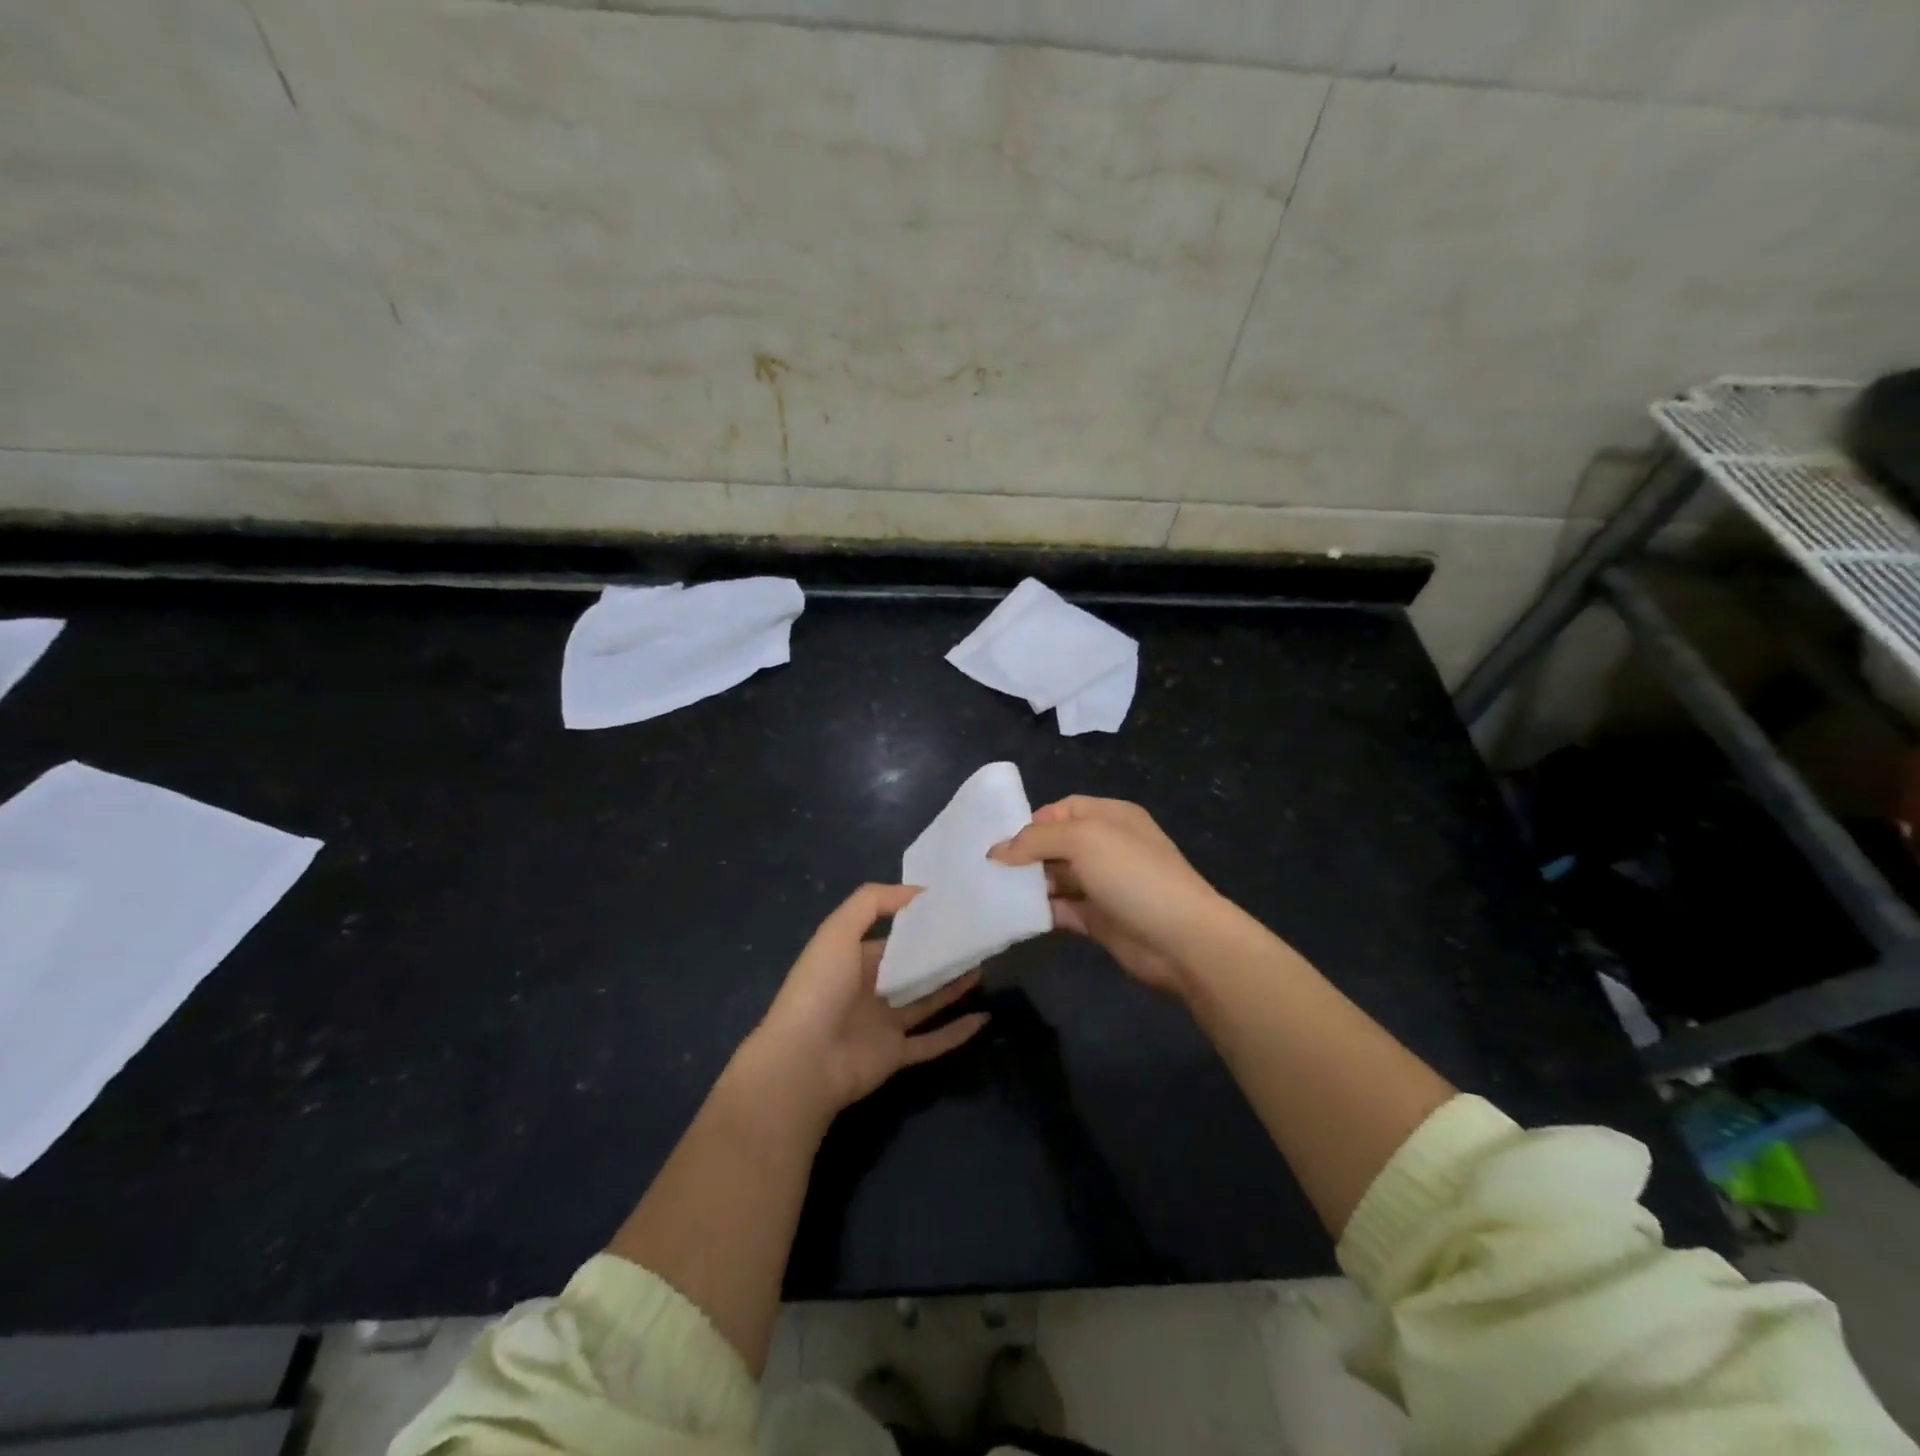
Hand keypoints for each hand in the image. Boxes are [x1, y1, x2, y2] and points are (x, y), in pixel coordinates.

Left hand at [747, 883, 989, 1121]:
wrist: (804, 1060)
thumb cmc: (821, 988)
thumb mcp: (838, 930)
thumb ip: (873, 902)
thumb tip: (917, 890)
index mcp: (851, 960)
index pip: (890, 938)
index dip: (916, 924)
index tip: (950, 909)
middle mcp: (868, 991)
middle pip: (911, 969)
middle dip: (939, 954)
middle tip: (974, 938)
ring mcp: (882, 1025)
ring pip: (926, 1001)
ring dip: (953, 987)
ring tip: (982, 966)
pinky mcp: (895, 1055)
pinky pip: (932, 1042)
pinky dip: (957, 1032)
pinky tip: (983, 1017)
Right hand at [990, 796, 1235, 998]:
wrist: (1181, 938)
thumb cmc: (1132, 874)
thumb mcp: (1082, 840)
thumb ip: (1035, 840)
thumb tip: (996, 851)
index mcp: (1110, 816)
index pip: (1062, 809)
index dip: (1032, 822)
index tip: (1001, 842)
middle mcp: (1107, 846)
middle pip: (1056, 844)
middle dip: (1025, 855)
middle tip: (989, 869)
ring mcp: (1104, 884)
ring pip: (1056, 878)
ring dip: (1029, 885)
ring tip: (994, 892)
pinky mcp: (1099, 919)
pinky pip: (1062, 909)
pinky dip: (1040, 912)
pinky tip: (1014, 916)